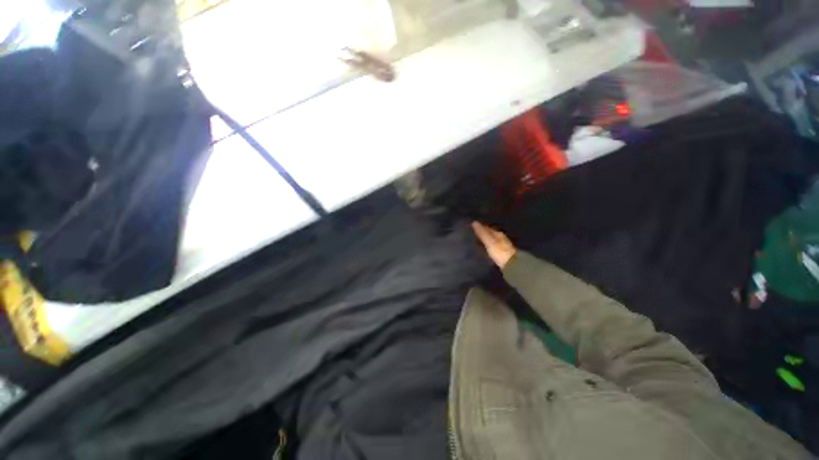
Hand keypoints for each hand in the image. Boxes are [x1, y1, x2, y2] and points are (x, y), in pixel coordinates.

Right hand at [472, 222, 515, 268]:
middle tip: (471, 234)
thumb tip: (474, 222)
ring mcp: (501, 245)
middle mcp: (500, 237)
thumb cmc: (499, 252)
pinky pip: (491, 246)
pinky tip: (483, 249)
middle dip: (481, 233)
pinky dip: (486, 246)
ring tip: (475, 241)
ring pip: (490, 240)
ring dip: (483, 239)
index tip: (470, 227)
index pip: (487, 227)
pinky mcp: (501, 253)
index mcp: (498, 233)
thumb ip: (482, 233)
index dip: (479, 227)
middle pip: (489, 233)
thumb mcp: (489, 241)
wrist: (512, 265)